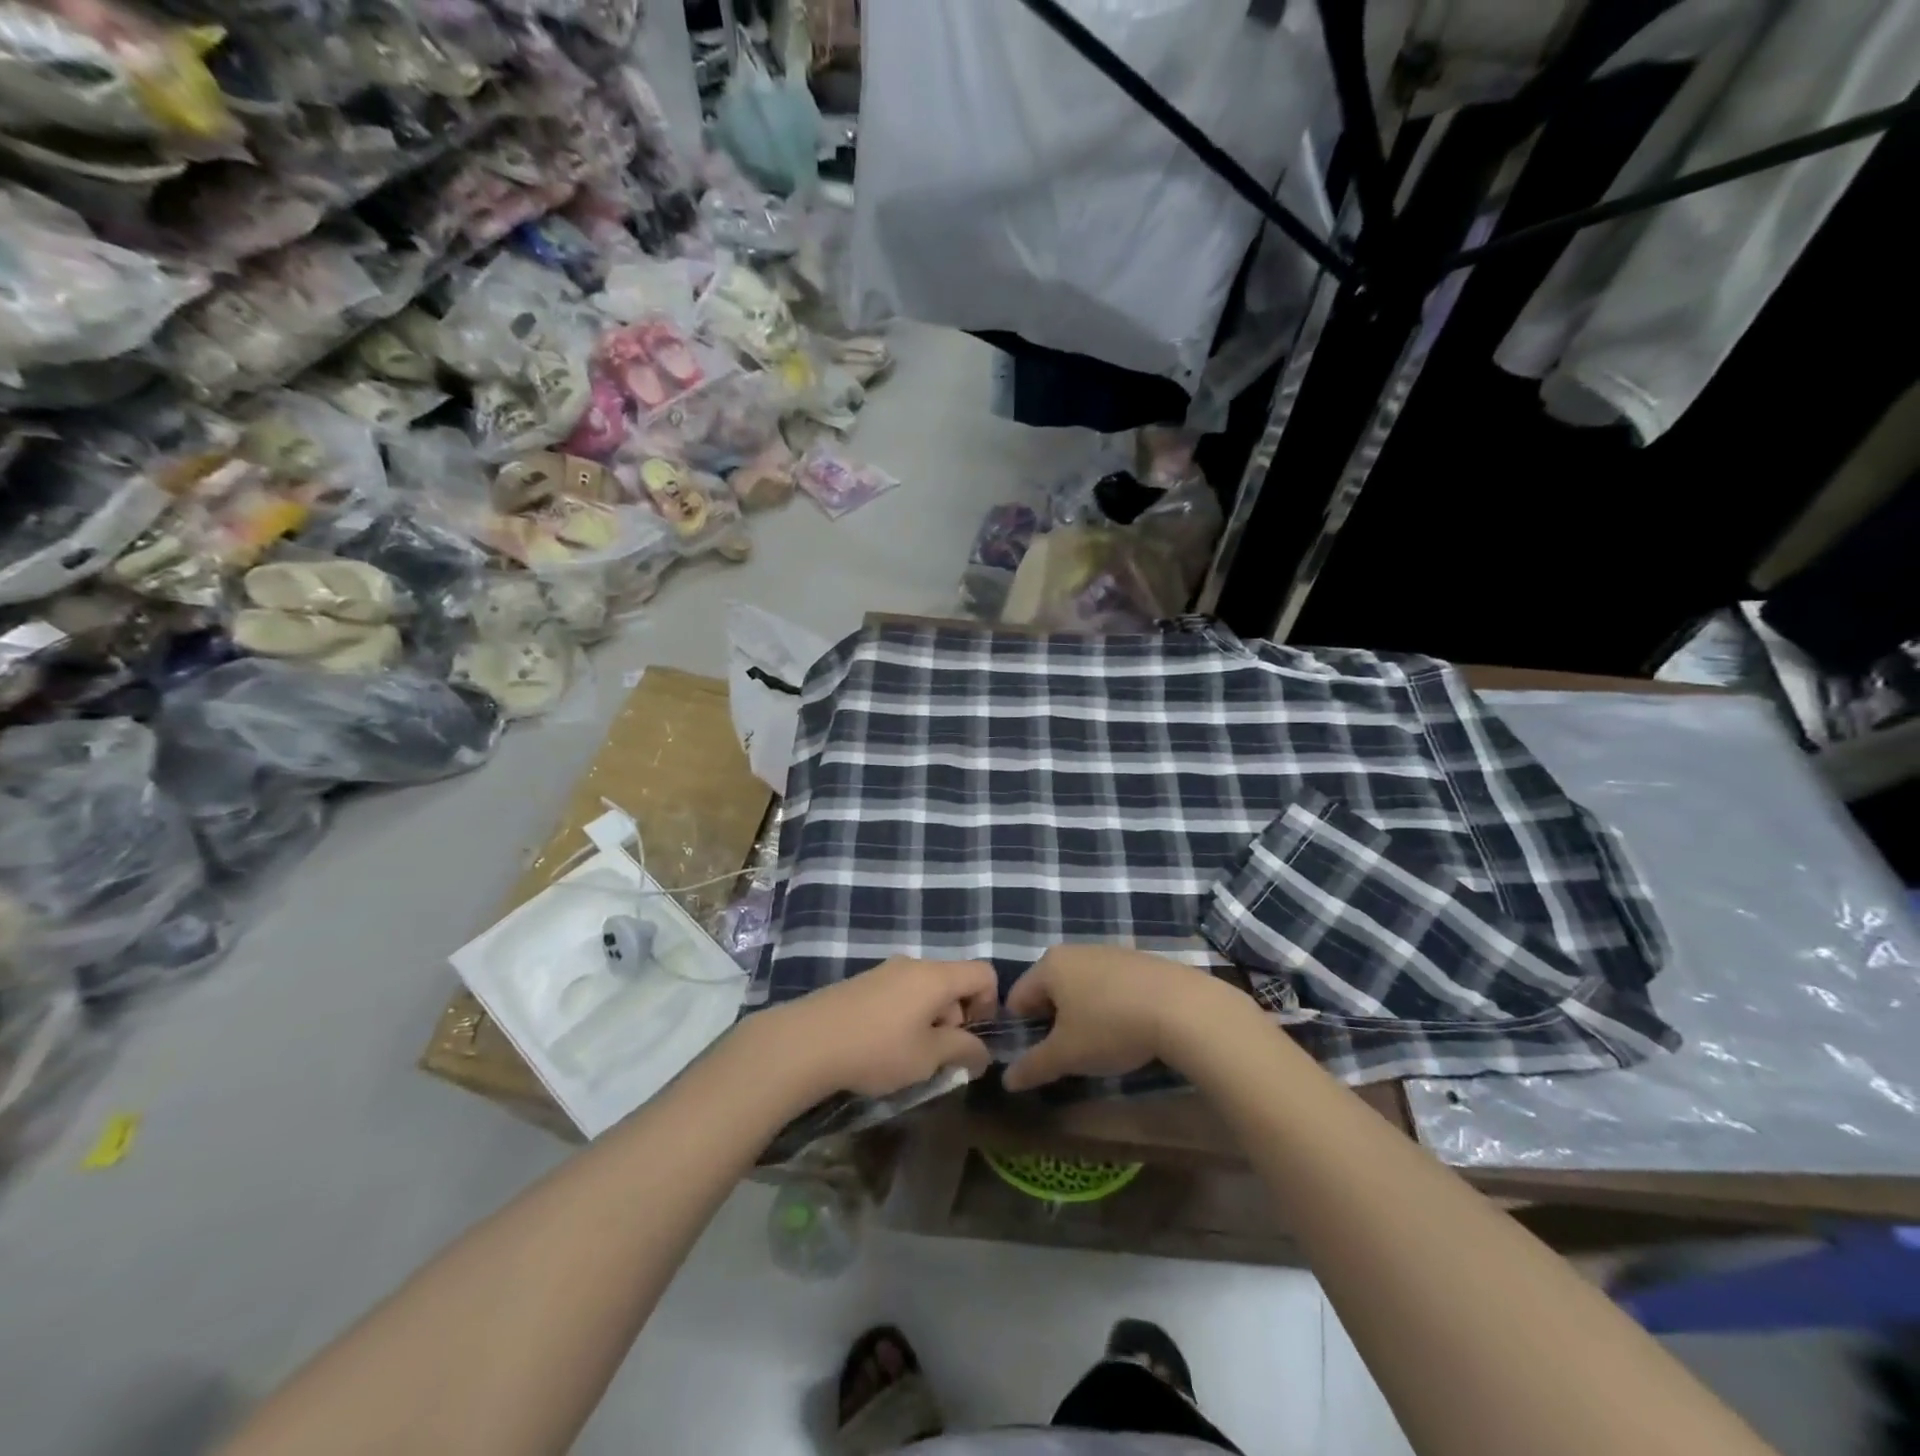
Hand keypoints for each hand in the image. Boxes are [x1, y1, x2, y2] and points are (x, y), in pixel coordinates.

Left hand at [753, 957, 1000, 1100]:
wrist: (807, 1042)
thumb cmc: (877, 1049)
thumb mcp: (928, 1057)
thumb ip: (963, 1051)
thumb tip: (982, 1054)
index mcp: (936, 976)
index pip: (983, 973)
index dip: (990, 1004)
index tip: (970, 1038)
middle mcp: (913, 964)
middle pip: (953, 981)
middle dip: (957, 1018)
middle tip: (937, 1055)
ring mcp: (885, 971)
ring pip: (925, 990)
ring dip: (929, 1020)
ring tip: (908, 1056)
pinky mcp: (862, 983)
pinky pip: (900, 994)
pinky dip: (905, 1016)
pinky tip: (882, 1047)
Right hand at [1001, 945, 1240, 1092]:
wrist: (1182, 1009)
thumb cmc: (1111, 1027)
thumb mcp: (1067, 1055)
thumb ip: (1033, 1066)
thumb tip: (1007, 1080)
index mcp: (1050, 964)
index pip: (1017, 997)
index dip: (1020, 1031)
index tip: (1038, 1057)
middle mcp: (1076, 950)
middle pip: (1049, 990)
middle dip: (1053, 1022)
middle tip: (1069, 1054)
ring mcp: (1109, 951)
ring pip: (1081, 987)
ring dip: (1082, 1014)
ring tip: (1101, 1045)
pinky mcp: (1138, 961)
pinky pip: (1110, 985)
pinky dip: (1110, 1006)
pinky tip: (1129, 1029)